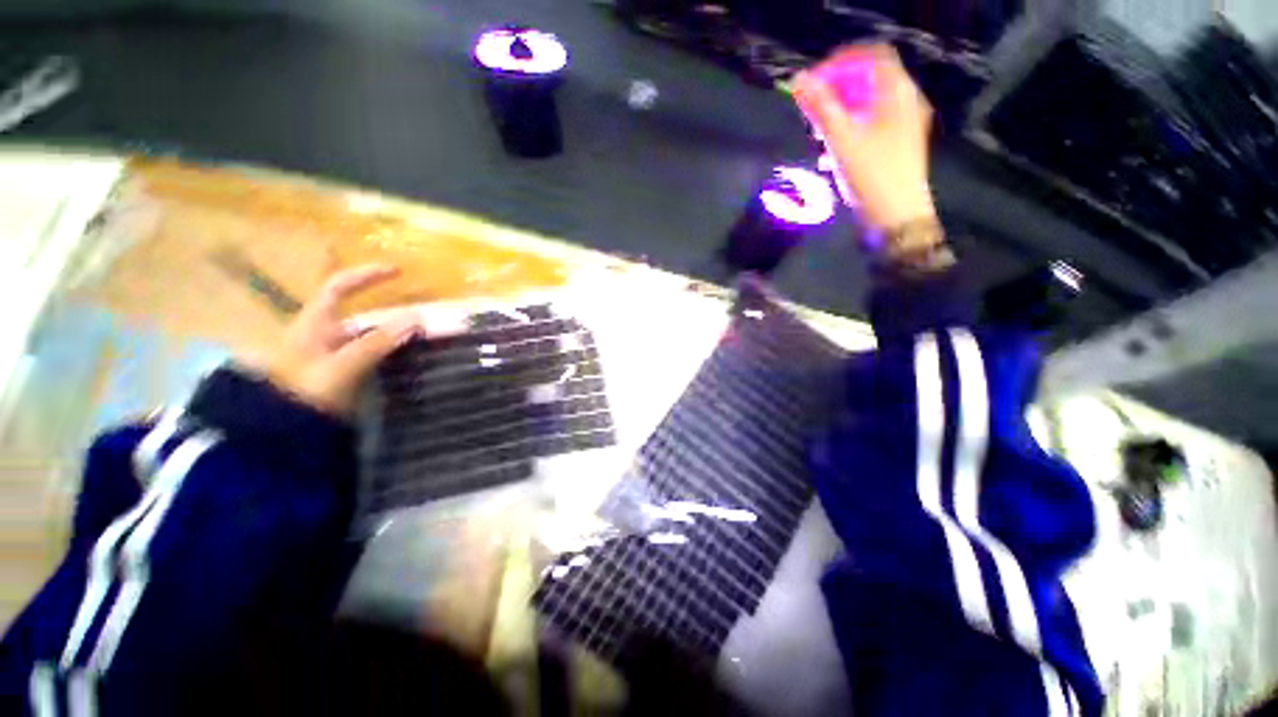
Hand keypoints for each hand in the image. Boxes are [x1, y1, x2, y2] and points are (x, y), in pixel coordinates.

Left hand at [250, 264, 418, 416]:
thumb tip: (417, 317)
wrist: (278, 432)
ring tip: (421, 337)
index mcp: (315, 323)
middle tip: (420, 315)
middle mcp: (323, 333)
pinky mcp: (340, 373)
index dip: (367, 274)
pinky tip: (405, 359)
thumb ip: (377, 343)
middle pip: (358, 312)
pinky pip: (370, 353)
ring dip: (392, 332)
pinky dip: (389, 351)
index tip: (399, 271)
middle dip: (389, 309)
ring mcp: (331, 354)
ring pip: (366, 335)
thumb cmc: (304, 393)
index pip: (340, 286)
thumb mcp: (341, 366)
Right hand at [793, 44, 936, 231]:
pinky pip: (871, 125)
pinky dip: (850, 130)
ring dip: (839, 114)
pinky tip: (831, 153)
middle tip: (811, 112)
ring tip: (817, 136)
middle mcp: (905, 101)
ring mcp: (904, 124)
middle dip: (836, 92)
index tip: (813, 82)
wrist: (897, 218)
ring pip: (867, 105)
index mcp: (897, 92)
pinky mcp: (898, 144)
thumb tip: (797, 80)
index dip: (840, 62)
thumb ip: (820, 108)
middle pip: (868, 80)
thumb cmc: (871, 176)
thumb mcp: (841, 140)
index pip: (870, 56)